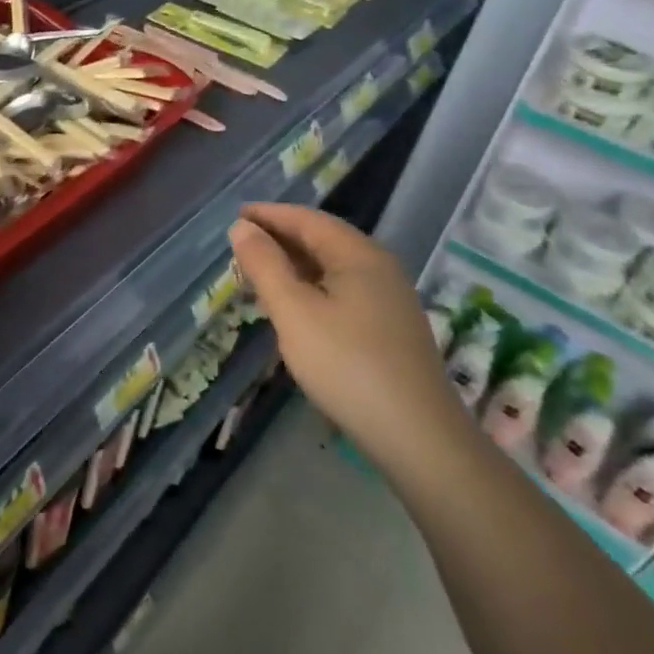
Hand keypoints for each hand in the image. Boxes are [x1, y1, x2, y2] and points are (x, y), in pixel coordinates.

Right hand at [228, 204, 468, 472]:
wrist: (419, 439)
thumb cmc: (347, 365)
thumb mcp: (293, 311)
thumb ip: (264, 265)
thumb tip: (242, 227)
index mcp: (358, 254)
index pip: (306, 219)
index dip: (268, 214)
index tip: (234, 216)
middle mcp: (378, 267)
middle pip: (321, 238)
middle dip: (279, 237)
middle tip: (240, 246)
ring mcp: (388, 298)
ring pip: (331, 266)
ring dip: (293, 263)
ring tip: (257, 273)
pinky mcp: (389, 326)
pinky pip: (341, 289)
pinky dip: (310, 285)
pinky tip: (292, 305)